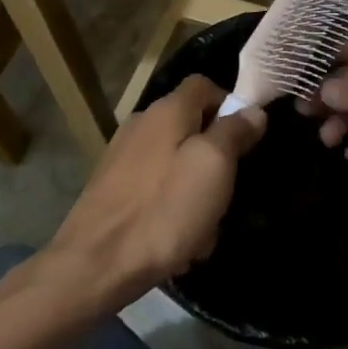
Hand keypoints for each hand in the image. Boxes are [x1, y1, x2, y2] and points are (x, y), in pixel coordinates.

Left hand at [41, 76, 265, 313]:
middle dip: (215, 160)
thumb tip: (252, 109)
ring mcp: (123, 156)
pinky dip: (171, 208)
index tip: (246, 140)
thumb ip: (234, 132)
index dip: (229, 105)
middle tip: (225, 195)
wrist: (95, 264)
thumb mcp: (213, 166)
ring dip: (195, 193)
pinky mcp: (112, 188)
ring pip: (176, 163)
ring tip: (201, 232)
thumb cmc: (163, 210)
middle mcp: (142, 123)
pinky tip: (175, 243)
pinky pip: (156, 188)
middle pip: (192, 126)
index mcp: (167, 110)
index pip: (204, 84)